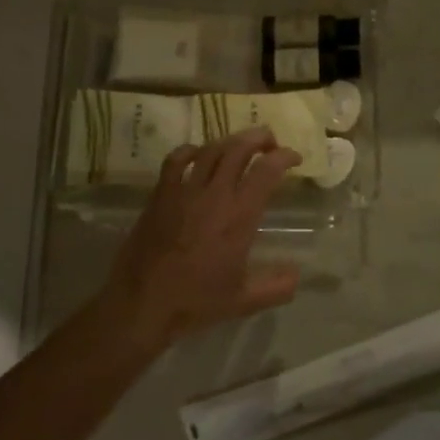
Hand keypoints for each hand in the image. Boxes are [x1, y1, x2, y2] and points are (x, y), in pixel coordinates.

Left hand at [98, 129, 302, 348]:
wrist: (143, 301)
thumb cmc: (195, 301)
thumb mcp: (244, 300)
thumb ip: (276, 286)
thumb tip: (296, 273)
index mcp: (239, 216)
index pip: (266, 171)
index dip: (284, 157)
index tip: (294, 158)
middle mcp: (214, 195)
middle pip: (239, 149)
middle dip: (259, 138)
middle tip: (270, 142)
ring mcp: (184, 191)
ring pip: (211, 150)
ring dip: (230, 141)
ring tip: (240, 144)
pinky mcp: (161, 194)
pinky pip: (176, 160)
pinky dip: (191, 150)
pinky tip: (198, 154)